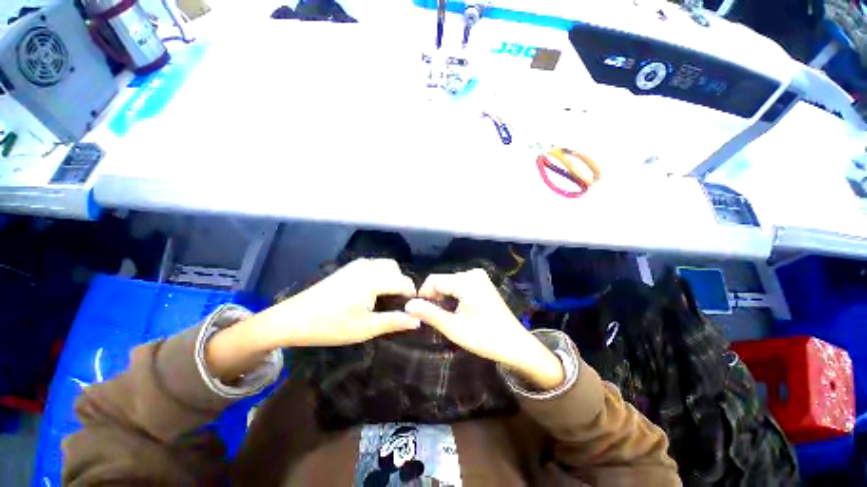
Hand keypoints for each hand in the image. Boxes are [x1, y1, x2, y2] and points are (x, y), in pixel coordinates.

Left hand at [206, 259, 418, 380]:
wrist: (292, 319)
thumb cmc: (331, 326)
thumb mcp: (365, 328)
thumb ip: (394, 321)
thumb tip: (417, 320)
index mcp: (374, 280)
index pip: (404, 282)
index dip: (412, 294)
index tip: (412, 309)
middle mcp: (367, 267)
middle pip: (395, 268)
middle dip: (401, 283)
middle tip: (398, 303)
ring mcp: (356, 265)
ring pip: (384, 265)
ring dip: (391, 277)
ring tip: (386, 298)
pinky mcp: (347, 268)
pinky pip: (372, 265)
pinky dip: (380, 274)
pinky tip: (371, 291)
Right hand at [404, 269, 564, 390]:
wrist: (516, 345)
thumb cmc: (485, 337)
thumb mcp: (453, 327)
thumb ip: (429, 314)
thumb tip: (407, 305)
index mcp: (466, 280)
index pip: (433, 280)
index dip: (422, 295)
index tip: (419, 313)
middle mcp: (472, 273)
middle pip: (442, 281)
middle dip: (434, 298)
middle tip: (433, 319)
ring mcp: (479, 278)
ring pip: (450, 284)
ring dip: (443, 299)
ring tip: (444, 317)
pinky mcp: (482, 285)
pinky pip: (460, 287)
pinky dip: (453, 298)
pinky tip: (455, 312)